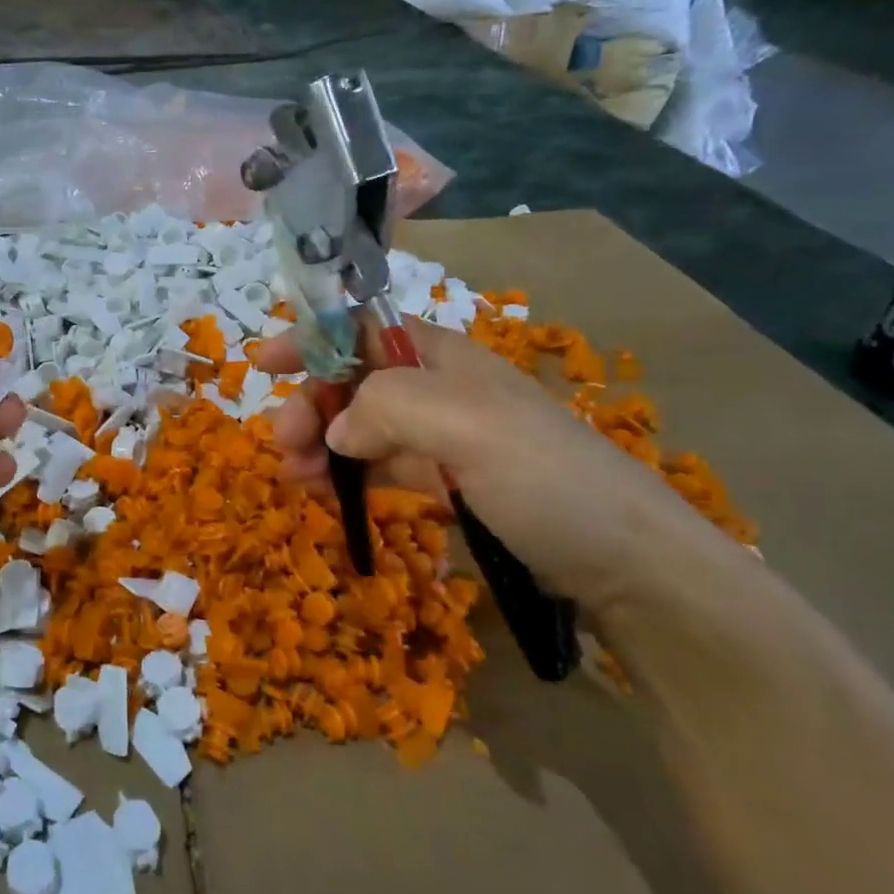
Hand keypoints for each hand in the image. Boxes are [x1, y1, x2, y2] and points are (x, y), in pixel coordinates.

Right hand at [255, 318, 728, 616]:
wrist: (628, 565)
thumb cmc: (547, 478)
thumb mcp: (468, 426)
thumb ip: (388, 408)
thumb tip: (335, 432)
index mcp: (442, 357)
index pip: (360, 328)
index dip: (311, 337)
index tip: (264, 362)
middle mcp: (436, 389)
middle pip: (351, 381)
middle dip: (309, 406)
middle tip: (282, 445)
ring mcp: (440, 438)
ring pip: (359, 427)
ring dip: (319, 446)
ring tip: (294, 479)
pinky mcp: (444, 482)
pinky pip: (378, 467)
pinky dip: (346, 476)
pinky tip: (326, 495)